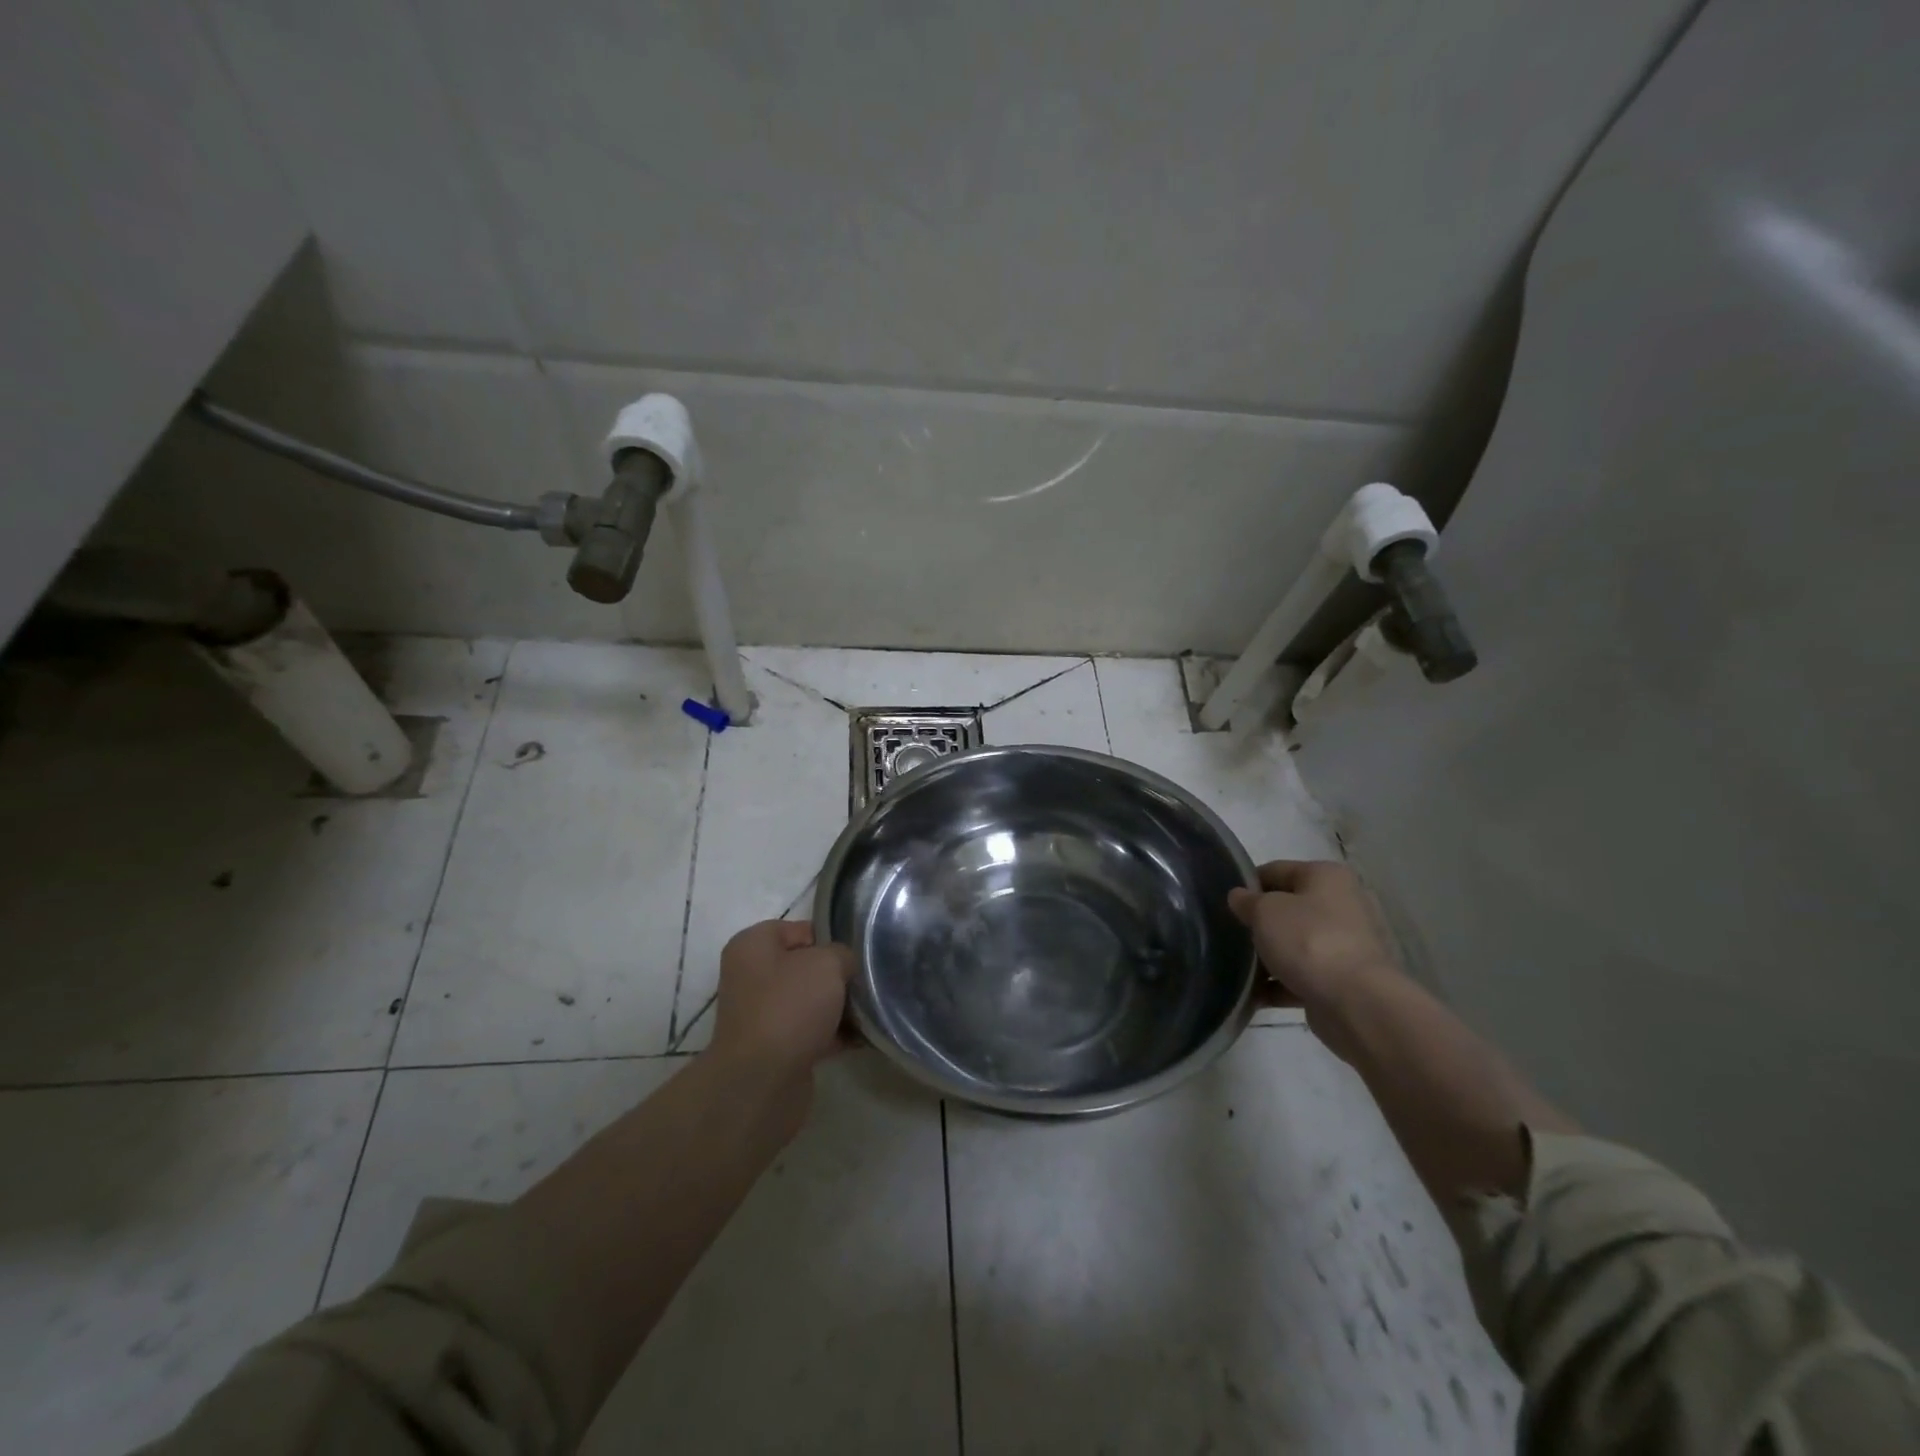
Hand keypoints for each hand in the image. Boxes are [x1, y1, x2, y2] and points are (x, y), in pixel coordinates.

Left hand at [709, 920, 854, 1085]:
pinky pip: (811, 1032)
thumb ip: (843, 954)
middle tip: (866, 981)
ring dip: (838, 1006)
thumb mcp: (827, 963)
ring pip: (810, 1001)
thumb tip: (845, 967)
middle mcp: (751, 977)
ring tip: (870, 1009)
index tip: (856, 953)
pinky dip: (834, 1034)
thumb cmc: (790, 1007)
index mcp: (753, 946)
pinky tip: (862, 1037)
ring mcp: (761, 1015)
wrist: (762, 1082)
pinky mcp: (774, 1048)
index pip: (798, 929)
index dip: (829, 938)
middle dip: (836, 975)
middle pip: (805, 966)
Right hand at [1227, 861, 1399, 1020]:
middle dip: (1260, 923)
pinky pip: (1304, 976)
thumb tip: (1239, 897)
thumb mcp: (1265, 911)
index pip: (1277, 871)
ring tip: (1237, 967)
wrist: (1356, 1003)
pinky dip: (1280, 984)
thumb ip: (1247, 901)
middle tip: (1231, 934)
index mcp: (1327, 877)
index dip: (1248, 884)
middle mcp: (1343, 905)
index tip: (1226, 903)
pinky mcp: (1345, 980)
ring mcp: (1347, 945)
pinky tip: (1255, 995)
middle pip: (1289, 909)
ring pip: (1296, 945)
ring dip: (1269, 956)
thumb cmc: (1308, 941)